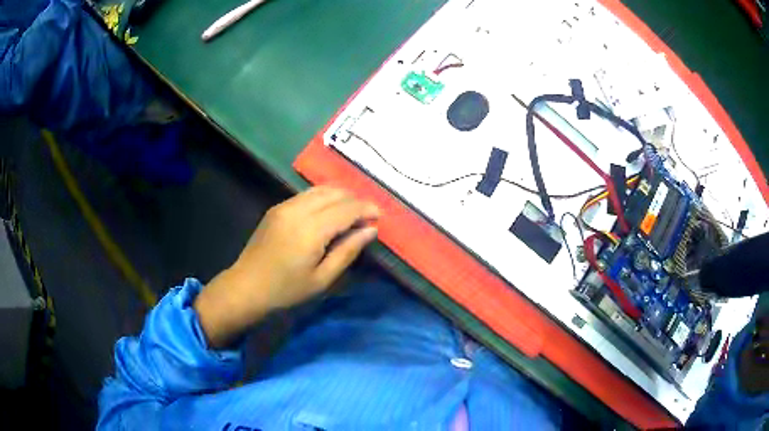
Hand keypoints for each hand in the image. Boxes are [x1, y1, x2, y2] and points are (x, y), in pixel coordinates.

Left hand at [194, 187, 379, 347]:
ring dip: (341, 196)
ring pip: (321, 189)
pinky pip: (307, 194)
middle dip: (356, 200)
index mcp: (311, 230)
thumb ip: (348, 251)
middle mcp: (298, 209)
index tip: (380, 216)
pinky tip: (329, 212)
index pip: (347, 208)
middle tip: (367, 216)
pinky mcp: (277, 207)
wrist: (246, 286)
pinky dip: (324, 198)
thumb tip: (370, 230)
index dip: (366, 209)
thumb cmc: (286, 290)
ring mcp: (285, 205)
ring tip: (352, 212)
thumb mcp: (322, 279)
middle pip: (335, 193)